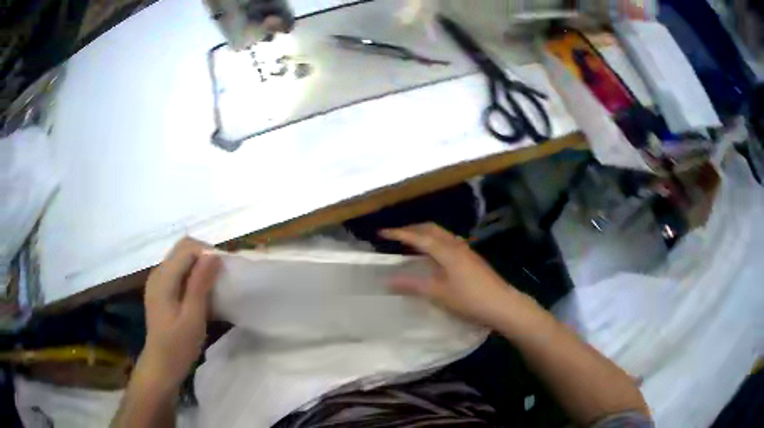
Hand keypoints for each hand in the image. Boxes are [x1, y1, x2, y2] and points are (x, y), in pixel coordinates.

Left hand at [138, 237, 221, 388]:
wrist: (161, 365)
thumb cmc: (178, 346)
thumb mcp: (193, 317)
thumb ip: (200, 284)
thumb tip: (213, 255)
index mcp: (163, 278)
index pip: (187, 248)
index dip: (208, 253)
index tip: (226, 270)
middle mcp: (158, 273)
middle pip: (183, 249)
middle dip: (205, 256)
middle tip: (222, 275)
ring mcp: (158, 281)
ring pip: (181, 259)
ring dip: (200, 265)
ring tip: (215, 284)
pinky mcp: (161, 290)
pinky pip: (179, 271)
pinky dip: (193, 275)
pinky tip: (202, 293)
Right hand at [380, 223, 532, 327]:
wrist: (501, 304)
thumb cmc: (469, 299)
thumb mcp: (438, 294)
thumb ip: (412, 285)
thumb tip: (387, 280)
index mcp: (446, 250)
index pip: (418, 236)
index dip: (399, 233)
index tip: (381, 232)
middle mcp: (456, 245)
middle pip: (431, 229)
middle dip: (412, 229)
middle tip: (395, 236)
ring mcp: (466, 250)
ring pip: (441, 234)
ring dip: (424, 234)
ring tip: (411, 244)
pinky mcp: (472, 258)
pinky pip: (448, 242)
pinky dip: (434, 243)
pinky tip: (433, 257)